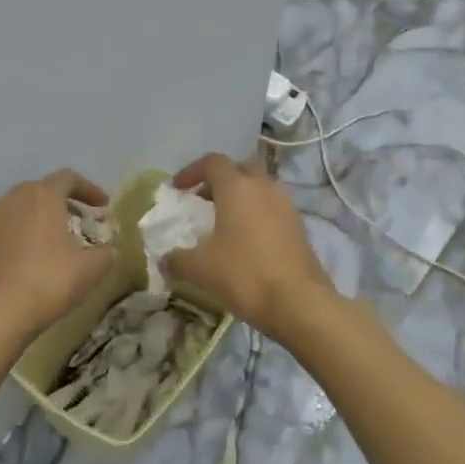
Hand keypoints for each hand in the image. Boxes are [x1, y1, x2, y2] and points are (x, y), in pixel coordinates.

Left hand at [0, 169, 117, 339]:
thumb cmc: (49, 280)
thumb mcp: (92, 268)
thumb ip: (107, 251)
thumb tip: (109, 248)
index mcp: (42, 194)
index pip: (69, 178)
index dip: (91, 190)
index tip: (104, 208)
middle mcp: (14, 197)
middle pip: (44, 190)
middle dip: (67, 203)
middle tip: (84, 222)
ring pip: (25, 207)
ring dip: (45, 217)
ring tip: (62, 239)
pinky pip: (12, 226)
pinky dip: (28, 232)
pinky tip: (39, 255)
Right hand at [162, 154, 336, 335]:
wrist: (298, 301)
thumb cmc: (243, 274)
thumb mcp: (200, 269)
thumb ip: (177, 260)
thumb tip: (165, 259)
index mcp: (237, 187)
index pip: (212, 162)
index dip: (192, 171)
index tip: (178, 189)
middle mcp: (264, 187)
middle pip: (240, 169)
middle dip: (220, 181)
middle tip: (203, 202)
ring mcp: (286, 205)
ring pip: (260, 188)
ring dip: (242, 198)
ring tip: (225, 223)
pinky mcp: (300, 226)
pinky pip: (274, 209)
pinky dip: (258, 215)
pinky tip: (247, 242)